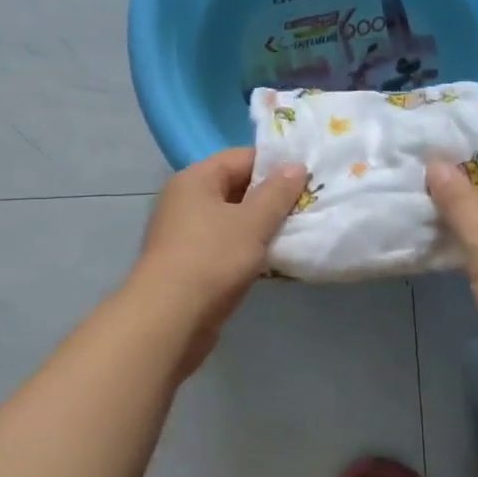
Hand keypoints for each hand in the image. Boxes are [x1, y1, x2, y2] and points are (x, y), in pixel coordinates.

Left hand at [130, 149, 306, 376]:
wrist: (168, 319)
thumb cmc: (211, 259)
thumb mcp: (252, 222)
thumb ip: (277, 193)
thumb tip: (296, 165)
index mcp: (196, 179)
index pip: (242, 157)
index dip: (276, 165)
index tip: (308, 179)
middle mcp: (185, 200)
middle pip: (236, 187)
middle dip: (271, 198)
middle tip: (308, 207)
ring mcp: (184, 233)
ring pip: (232, 220)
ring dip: (261, 227)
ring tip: (297, 233)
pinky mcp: (188, 264)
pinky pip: (225, 246)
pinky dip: (247, 250)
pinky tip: (272, 261)